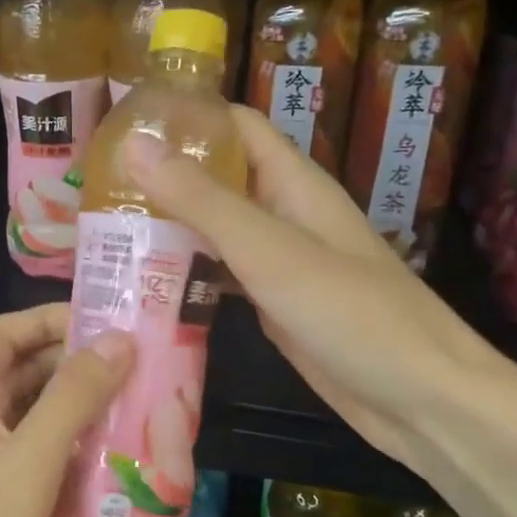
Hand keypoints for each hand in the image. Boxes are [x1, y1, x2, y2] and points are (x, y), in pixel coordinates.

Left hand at [0, 304, 132, 516]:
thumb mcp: (28, 460)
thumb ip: (72, 397)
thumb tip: (118, 339)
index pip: (4, 332)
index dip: (48, 318)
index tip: (105, 322)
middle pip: (29, 373)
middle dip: (80, 365)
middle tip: (141, 369)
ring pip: (41, 421)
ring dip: (85, 414)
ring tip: (143, 414)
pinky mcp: (2, 506)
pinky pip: (45, 464)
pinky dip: (78, 459)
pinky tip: (119, 471)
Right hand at [126, 104, 502, 474]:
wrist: (421, 400)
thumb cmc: (352, 313)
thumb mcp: (270, 250)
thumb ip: (203, 201)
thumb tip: (135, 146)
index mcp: (293, 184)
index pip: (236, 126)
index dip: (186, 116)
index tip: (123, 122)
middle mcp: (284, 215)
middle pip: (219, 178)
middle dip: (163, 175)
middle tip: (95, 185)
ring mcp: (279, 263)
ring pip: (214, 230)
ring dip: (168, 226)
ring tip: (104, 228)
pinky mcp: (272, 306)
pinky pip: (220, 277)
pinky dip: (185, 274)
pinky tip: (142, 283)